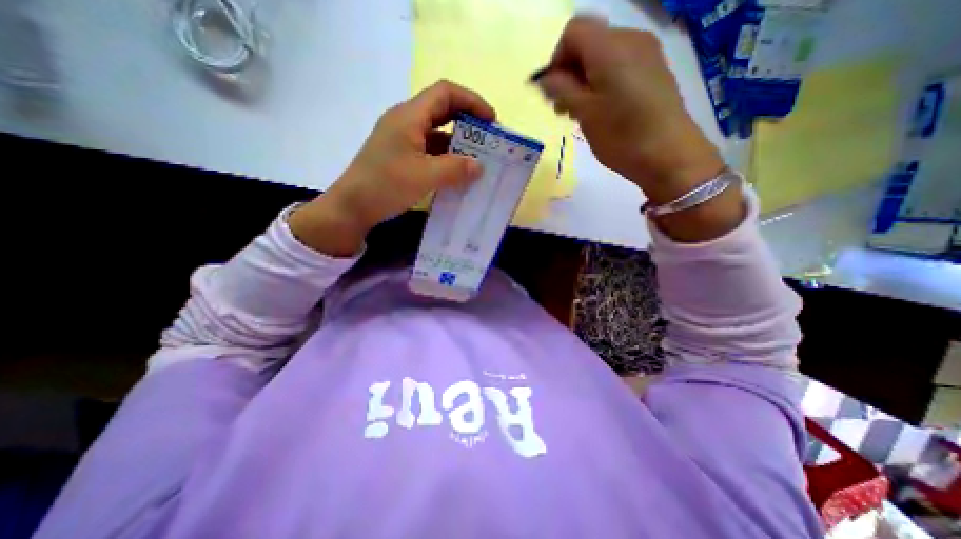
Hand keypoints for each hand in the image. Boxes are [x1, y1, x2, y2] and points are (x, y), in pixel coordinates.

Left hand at [286, 79, 494, 256]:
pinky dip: (446, 158)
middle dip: (468, 122)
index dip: (472, 101)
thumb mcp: (424, 176)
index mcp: (409, 116)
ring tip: (477, 160)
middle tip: (487, 141)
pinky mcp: (401, 156)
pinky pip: (430, 150)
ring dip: (458, 143)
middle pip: (442, 110)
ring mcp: (402, 140)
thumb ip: (455, 169)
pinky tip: (457, 173)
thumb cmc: (386, 186)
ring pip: (437, 133)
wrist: (352, 207)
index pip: (445, 93)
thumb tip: (479, 166)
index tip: (491, 121)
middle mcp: (406, 122)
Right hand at [534, 14, 719, 204]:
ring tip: (579, 112)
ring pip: (603, 55)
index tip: (553, 92)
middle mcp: (630, 39)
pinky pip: (619, 65)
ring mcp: (646, 53)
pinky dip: (602, 82)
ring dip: (584, 80)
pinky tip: (601, 109)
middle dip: (569, 72)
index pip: (573, 32)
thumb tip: (546, 78)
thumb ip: (561, 89)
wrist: (669, 155)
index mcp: (610, 47)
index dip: (557, 59)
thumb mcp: (585, 113)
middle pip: (589, 42)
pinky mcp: (653, 70)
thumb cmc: (621, 136)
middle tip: (563, 107)